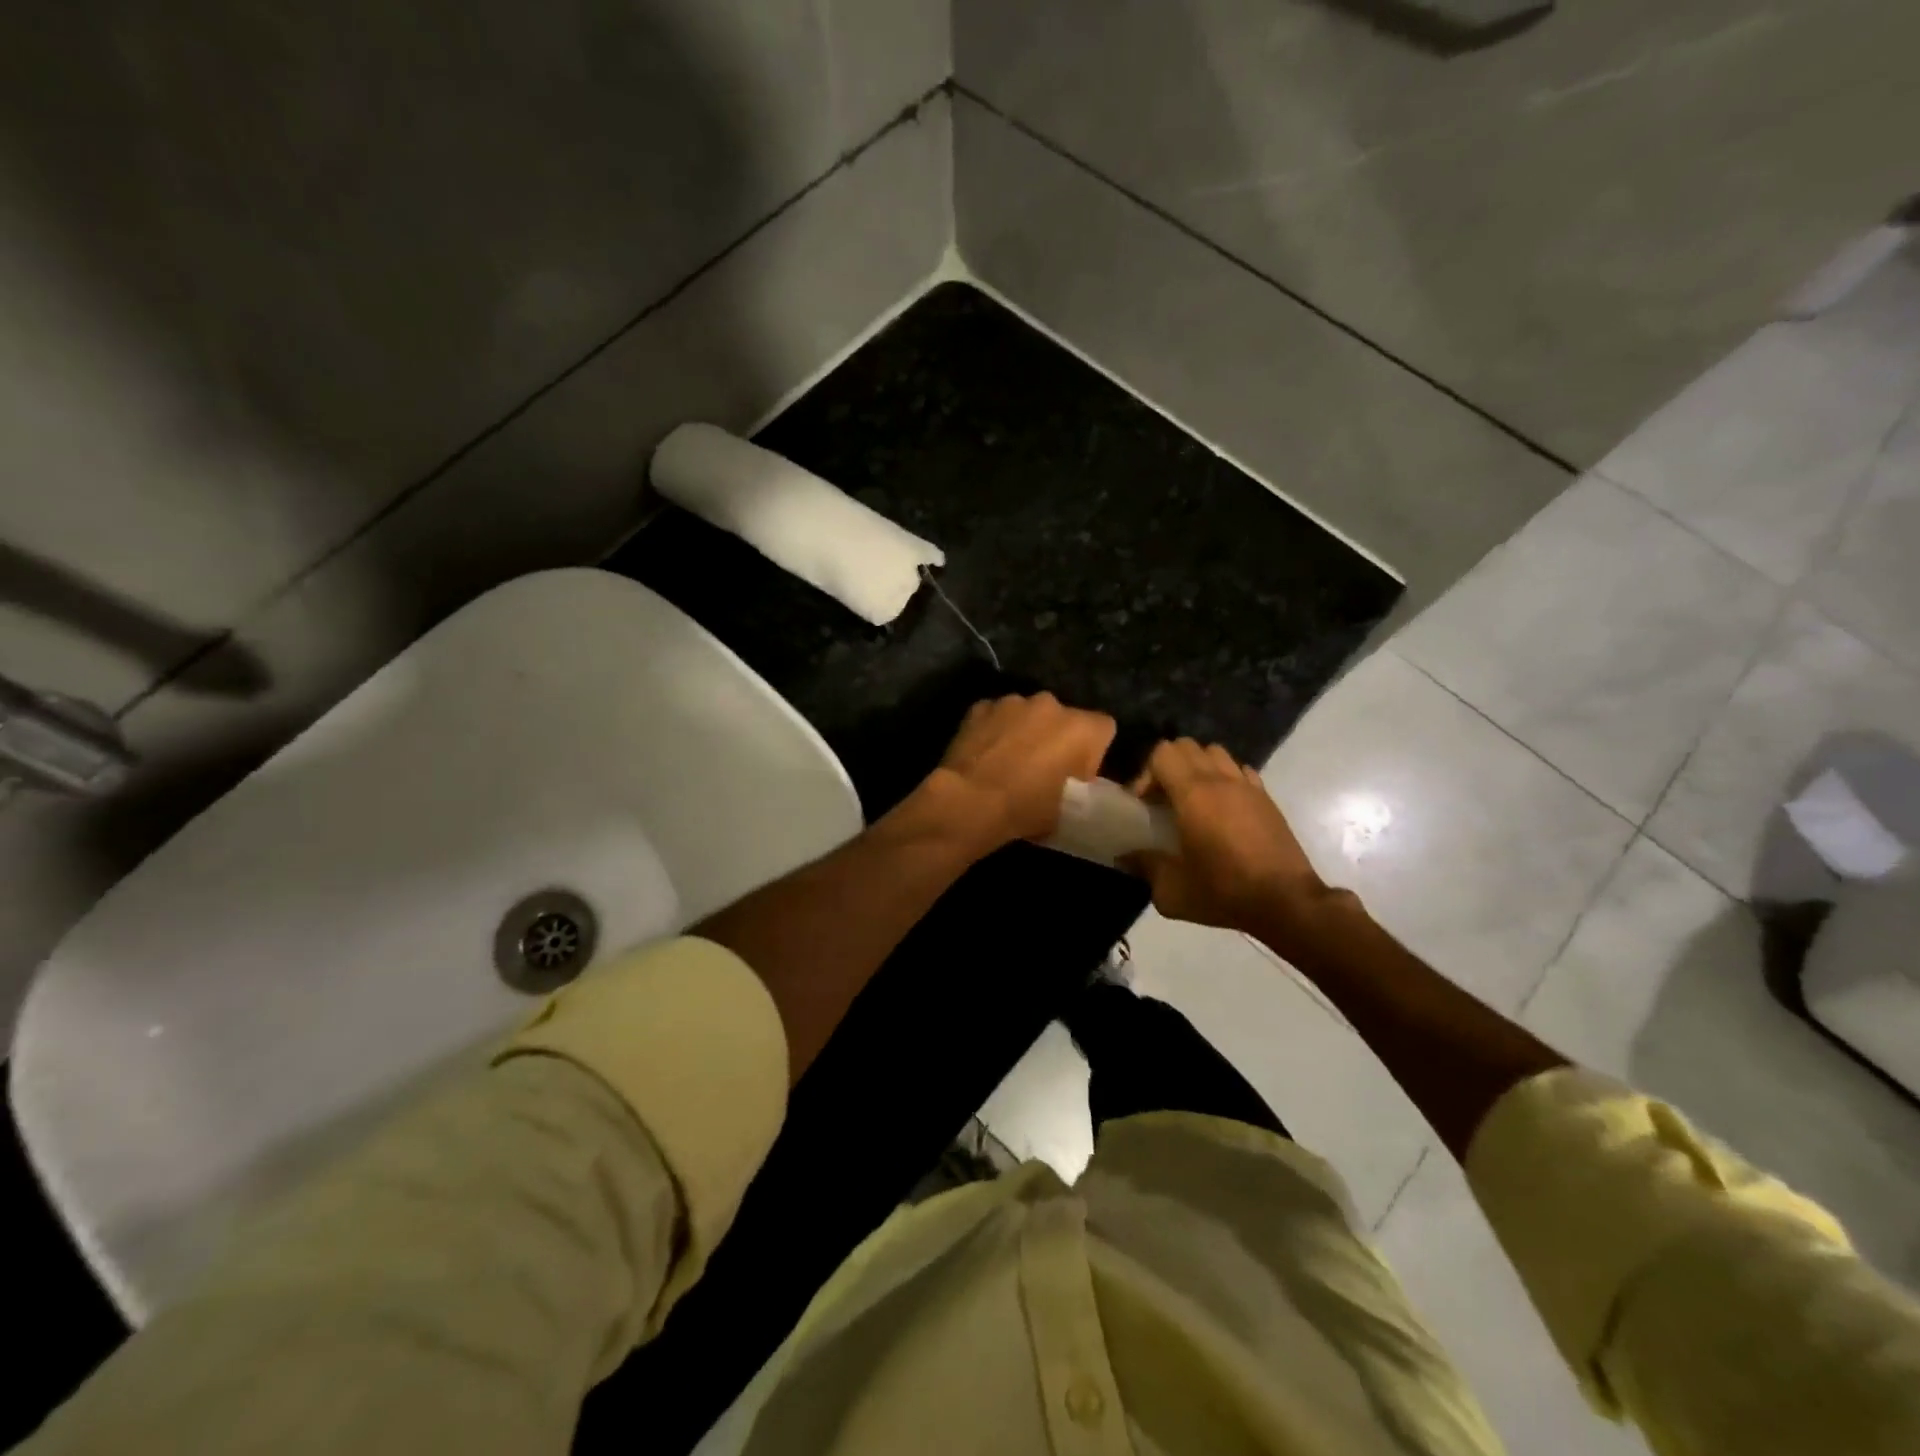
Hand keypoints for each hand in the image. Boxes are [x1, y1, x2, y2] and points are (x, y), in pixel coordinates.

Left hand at [932, 693, 1117, 847]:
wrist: (970, 803)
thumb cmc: (1027, 810)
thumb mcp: (1070, 808)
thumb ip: (1080, 784)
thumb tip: (1074, 779)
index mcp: (1083, 728)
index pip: (1104, 728)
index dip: (1093, 750)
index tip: (1078, 772)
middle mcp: (1052, 704)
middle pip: (1064, 717)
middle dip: (1057, 736)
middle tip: (1042, 767)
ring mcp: (1014, 701)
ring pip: (1028, 713)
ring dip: (1025, 730)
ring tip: (1009, 760)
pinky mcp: (981, 706)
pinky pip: (997, 715)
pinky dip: (995, 729)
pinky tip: (985, 754)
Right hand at [1127, 739, 1332, 942]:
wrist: (1287, 902)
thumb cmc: (1225, 892)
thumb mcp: (1172, 890)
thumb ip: (1144, 867)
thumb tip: (1125, 856)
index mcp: (1193, 794)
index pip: (1162, 753)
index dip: (1145, 773)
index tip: (1143, 804)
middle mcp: (1220, 780)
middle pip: (1187, 746)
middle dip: (1168, 766)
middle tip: (1162, 799)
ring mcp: (1248, 786)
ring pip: (1215, 753)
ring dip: (1197, 767)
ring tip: (1192, 799)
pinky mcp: (1267, 798)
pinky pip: (1240, 770)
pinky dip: (1225, 778)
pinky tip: (1222, 807)